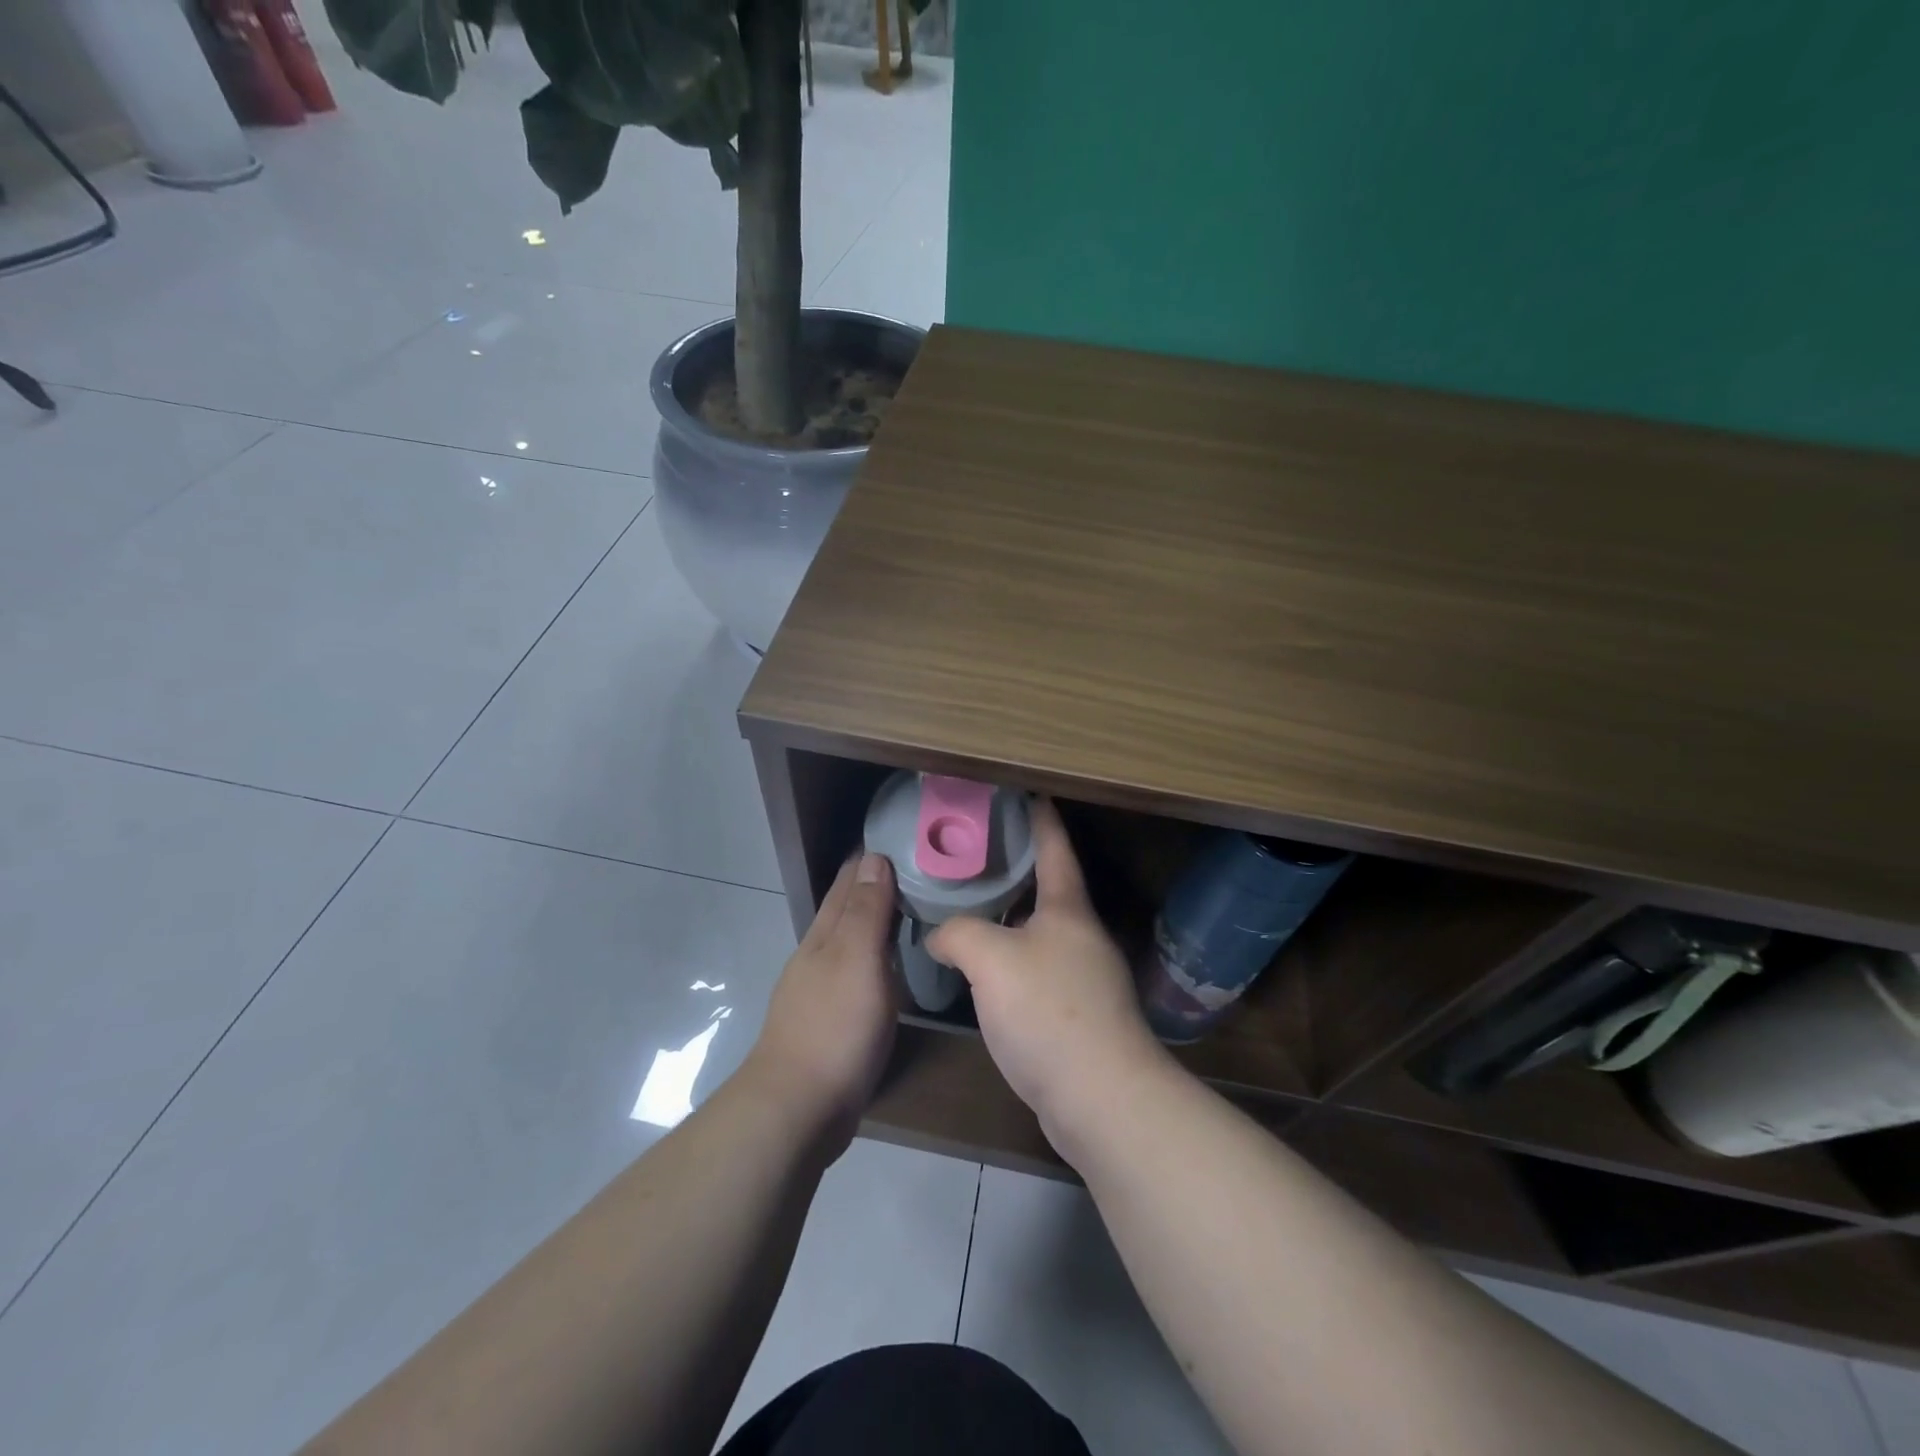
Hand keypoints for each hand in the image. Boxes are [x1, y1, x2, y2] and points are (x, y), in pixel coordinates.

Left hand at [745, 852, 900, 1149]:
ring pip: (849, 943)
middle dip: (871, 886)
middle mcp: (818, 956)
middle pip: (844, 910)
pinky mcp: (828, 1022)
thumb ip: (867, 911)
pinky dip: (873, 959)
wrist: (797, 1108)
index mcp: (825, 936)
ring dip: (873, 923)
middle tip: (914, 868)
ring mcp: (819, 991)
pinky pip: (856, 975)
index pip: (848, 884)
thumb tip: (874, 857)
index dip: (870, 861)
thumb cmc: (835, 1027)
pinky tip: (888, 969)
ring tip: (907, 910)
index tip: (901, 840)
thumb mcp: (858, 961)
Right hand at [926, 800, 1169, 1157]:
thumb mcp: (991, 959)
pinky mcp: (1079, 1016)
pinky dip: (1012, 960)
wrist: (1100, 1098)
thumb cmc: (1048, 1012)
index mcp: (1068, 909)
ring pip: (1041, 933)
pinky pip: (1039, 971)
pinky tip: (985, 972)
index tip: (1028, 793)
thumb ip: (958, 934)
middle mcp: (1082, 936)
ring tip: (971, 909)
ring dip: (1011, 919)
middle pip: (1049, 889)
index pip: (1055, 848)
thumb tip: (938, 936)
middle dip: (1017, 869)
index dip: (1041, 818)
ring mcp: (1085, 978)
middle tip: (975, 855)